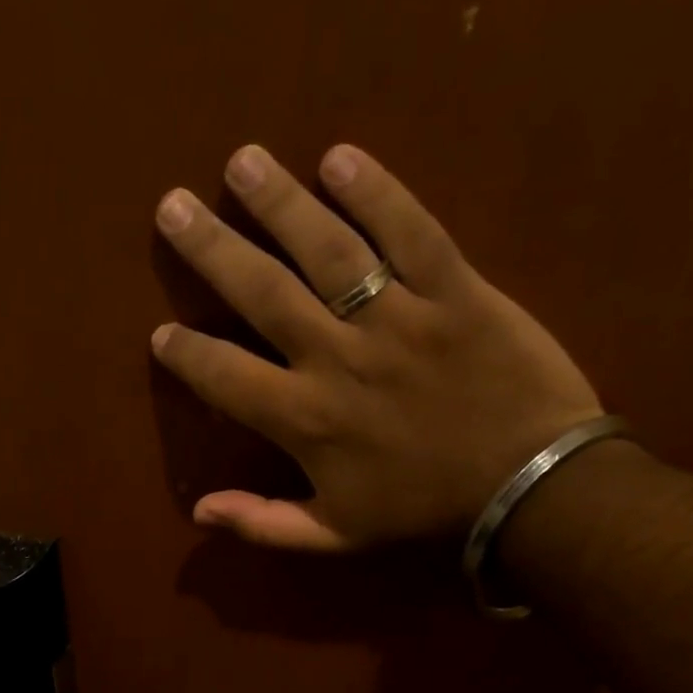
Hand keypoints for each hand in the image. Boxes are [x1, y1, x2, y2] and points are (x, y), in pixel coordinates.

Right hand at [151, 143, 603, 548]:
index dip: (188, 354)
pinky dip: (377, 193)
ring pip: (328, 250)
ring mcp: (398, 318)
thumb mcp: (335, 535)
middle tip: (171, 206)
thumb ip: (263, 523)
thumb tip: (199, 512)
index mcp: (306, 420)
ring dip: (280, 203)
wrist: (530, 486)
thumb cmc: (423, 510)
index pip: (228, 377)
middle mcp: (339, 359)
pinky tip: (338, 157)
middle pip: (263, 293)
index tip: (161, 332)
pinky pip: (412, 232)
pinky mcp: (456, 289)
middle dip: (212, 249)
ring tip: (242, 162)